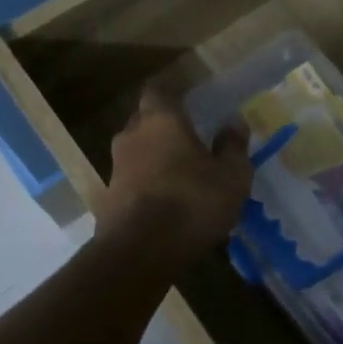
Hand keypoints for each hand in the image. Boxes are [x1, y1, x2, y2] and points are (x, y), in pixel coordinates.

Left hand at [98, 84, 251, 260]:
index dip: (174, 94)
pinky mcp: (108, 197)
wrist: (139, 254)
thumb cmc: (192, 203)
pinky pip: (132, 179)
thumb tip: (234, 122)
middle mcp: (132, 135)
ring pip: (138, 150)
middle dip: (166, 126)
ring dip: (156, 157)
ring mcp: (116, 167)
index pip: (159, 90)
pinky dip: (147, 183)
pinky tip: (168, 201)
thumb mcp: (232, 176)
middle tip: (192, 139)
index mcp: (161, 120)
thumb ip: (233, 146)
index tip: (192, 103)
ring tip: (182, 174)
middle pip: (146, 119)